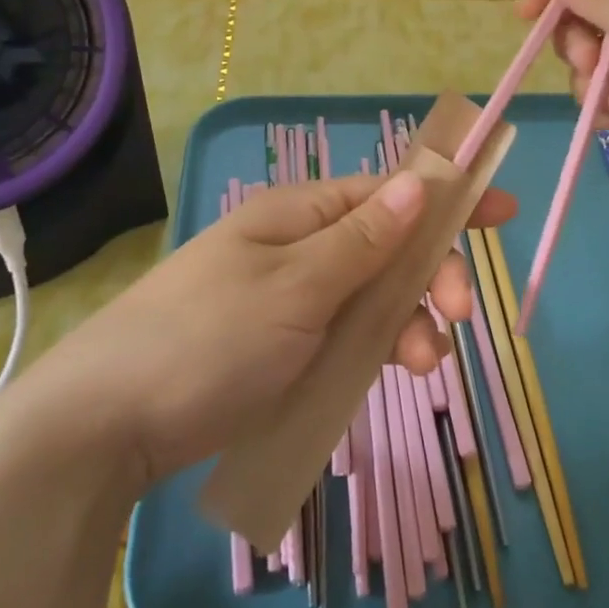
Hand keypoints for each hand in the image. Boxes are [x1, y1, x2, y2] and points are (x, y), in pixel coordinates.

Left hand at [12, 172, 516, 484]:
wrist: (106, 425)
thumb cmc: (208, 340)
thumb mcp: (295, 287)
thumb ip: (363, 239)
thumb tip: (419, 182)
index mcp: (299, 214)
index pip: (388, 192)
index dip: (446, 198)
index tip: (502, 211)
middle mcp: (299, 247)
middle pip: (387, 247)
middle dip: (430, 275)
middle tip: (461, 316)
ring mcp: (291, 299)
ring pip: (372, 297)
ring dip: (408, 321)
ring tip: (424, 364)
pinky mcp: (283, 347)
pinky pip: (347, 335)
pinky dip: (376, 348)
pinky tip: (394, 372)